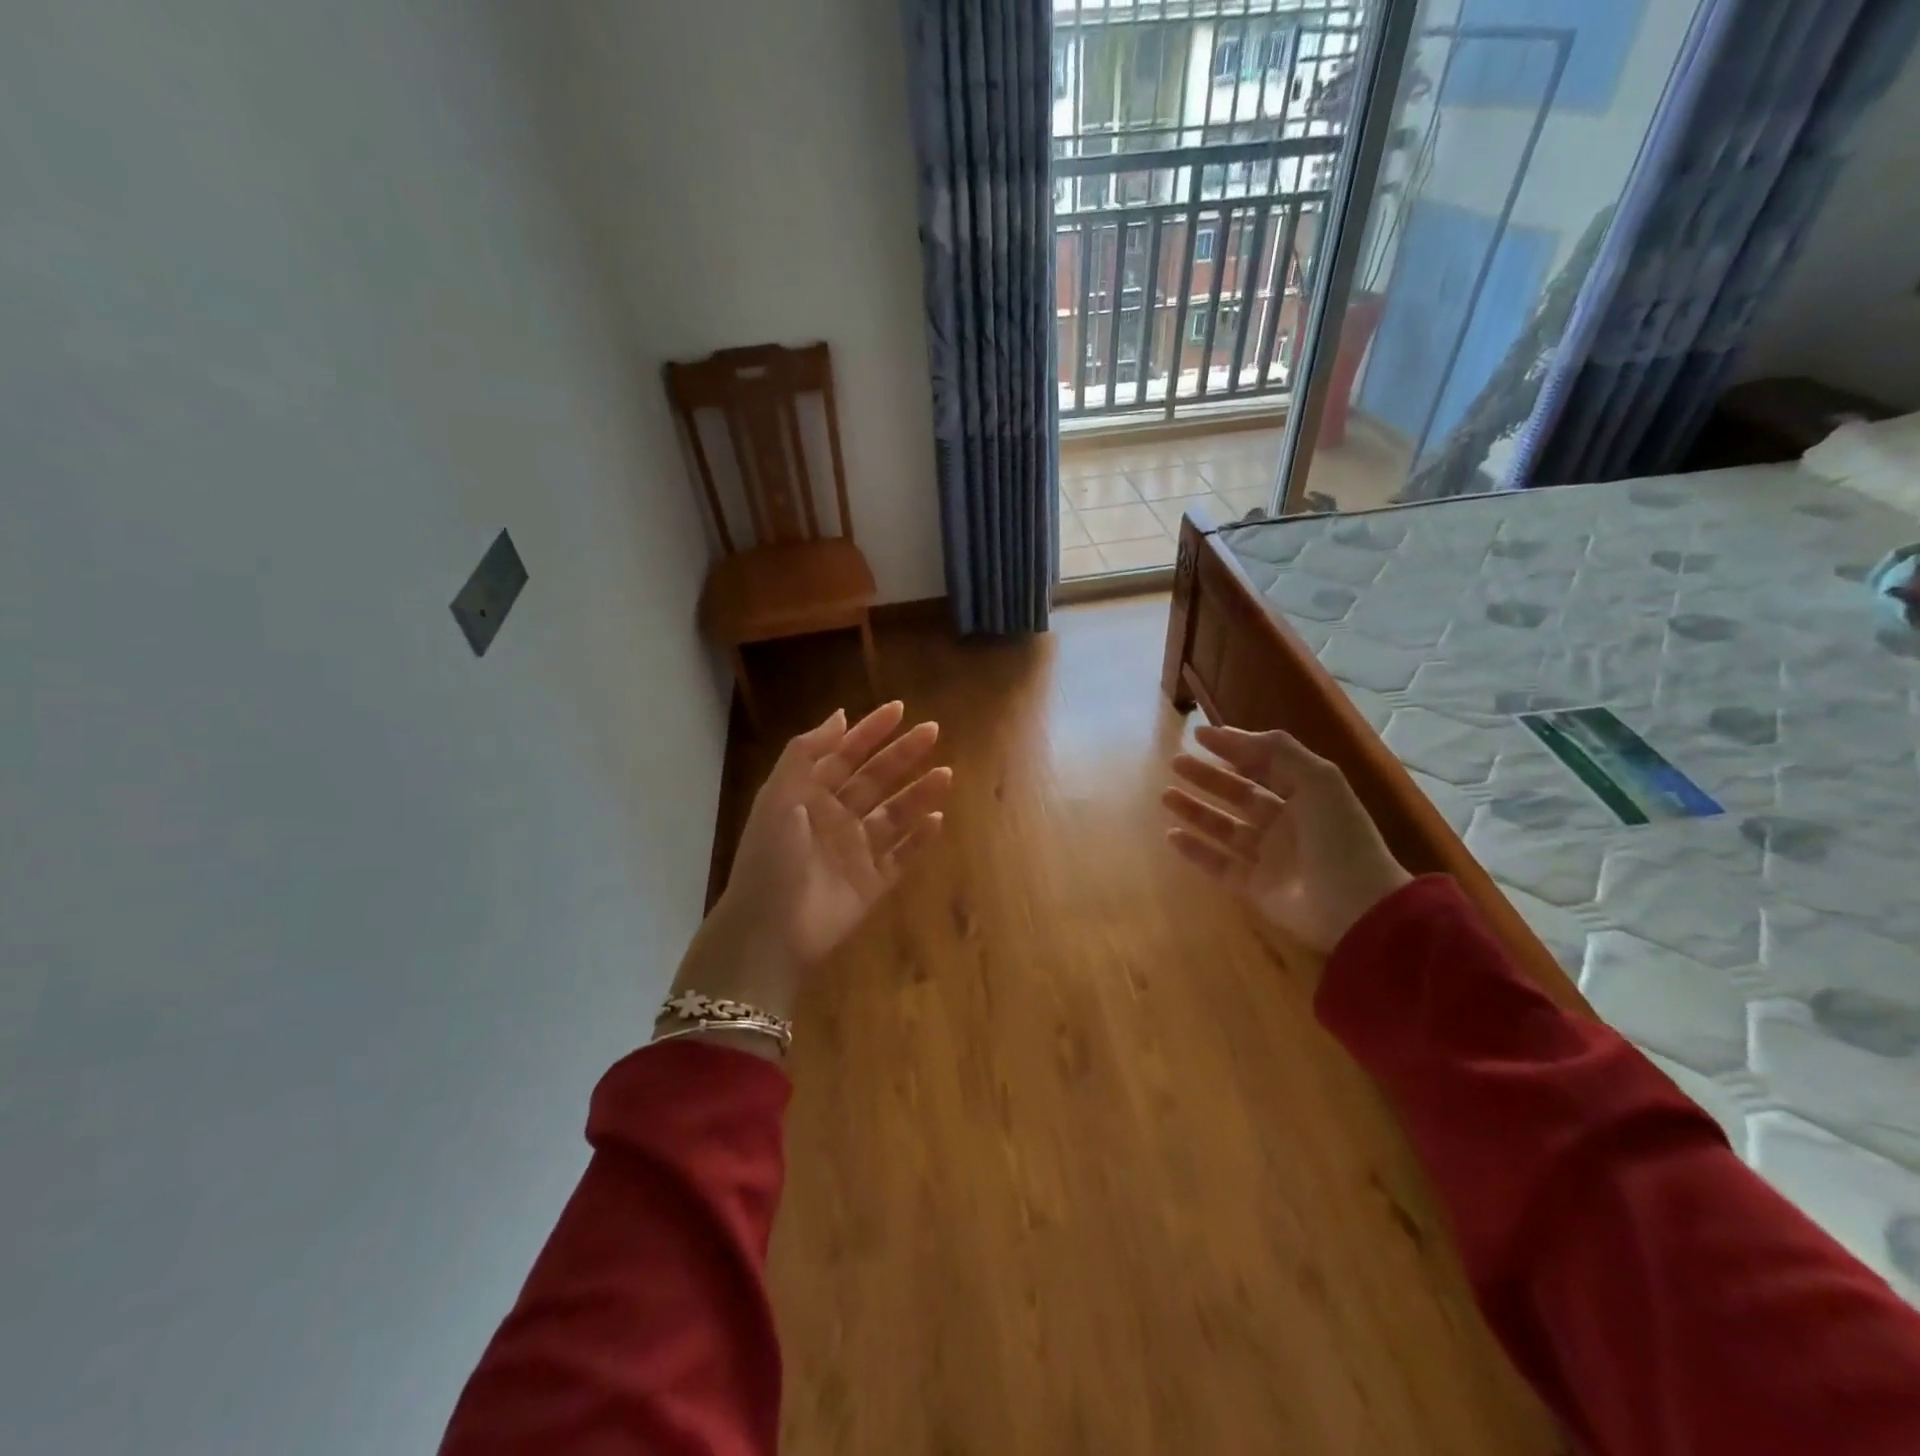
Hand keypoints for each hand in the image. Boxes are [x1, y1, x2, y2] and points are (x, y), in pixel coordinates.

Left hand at [665, 703, 950, 1052]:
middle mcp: (835, 818)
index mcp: (809, 795)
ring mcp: (855, 851)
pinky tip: (937, 819)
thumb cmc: (771, 857)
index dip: (870, 731)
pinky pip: (902, 856)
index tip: (900, 709)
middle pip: (875, 779)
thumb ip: (807, 753)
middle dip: (902, 755)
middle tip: (933, 731)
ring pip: (894, 815)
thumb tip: (840, 715)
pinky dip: (920, 839)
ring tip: (945, 774)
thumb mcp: (779, 796)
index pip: (844, 754)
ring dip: (918, 793)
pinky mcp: (872, 883)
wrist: (769, 930)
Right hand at [1163, 725, 1410, 958]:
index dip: (1233, 748)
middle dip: (1208, 777)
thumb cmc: (1338, 836)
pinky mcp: (1255, 888)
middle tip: (1176, 763)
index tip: (1198, 735)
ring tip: (1166, 795)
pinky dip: (1195, 850)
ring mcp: (1269, 857)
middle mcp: (1286, 824)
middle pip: (1239, 794)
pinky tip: (1171, 835)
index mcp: (1305, 796)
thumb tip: (1227, 734)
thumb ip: (1276, 751)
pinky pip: (1218, 864)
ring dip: (1196, 810)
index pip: (1264, 766)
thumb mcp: (1317, 779)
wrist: (1356, 906)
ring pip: (1224, 828)